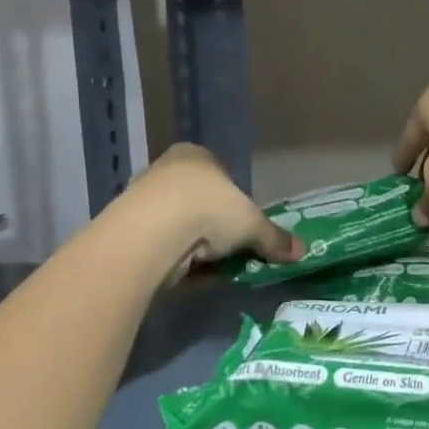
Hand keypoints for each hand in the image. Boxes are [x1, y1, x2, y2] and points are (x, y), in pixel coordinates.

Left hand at [128, 144, 301, 280]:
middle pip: (199, 202)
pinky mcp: (128, 230)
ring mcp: (142, 199)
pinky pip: (162, 246)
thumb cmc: (208, 209)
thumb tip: (301, 251)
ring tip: (209, 268)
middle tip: (230, 252)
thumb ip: (274, 238)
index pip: (221, 176)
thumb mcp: (253, 224)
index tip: (243, 229)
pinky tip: (187, 274)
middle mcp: (166, 169)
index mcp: (196, 155)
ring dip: (195, 247)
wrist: (151, 234)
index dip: (235, 203)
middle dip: (214, 229)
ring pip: (180, 226)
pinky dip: (176, 260)